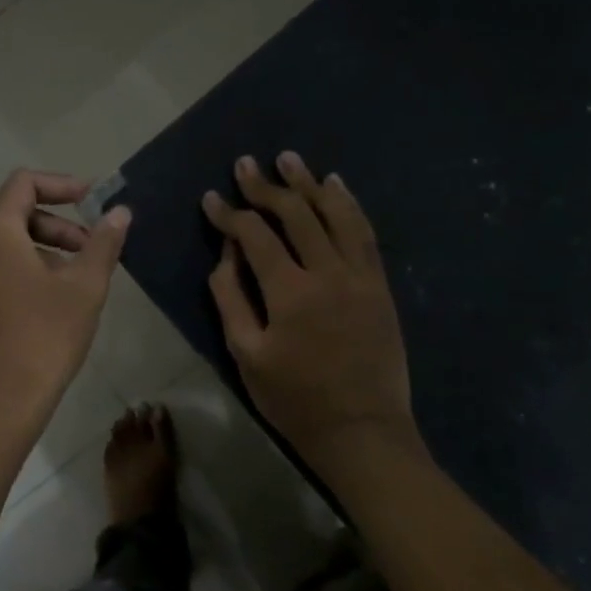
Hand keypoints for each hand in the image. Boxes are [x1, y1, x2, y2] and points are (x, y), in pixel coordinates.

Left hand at [0, 169, 130, 445]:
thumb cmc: (42, 339)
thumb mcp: (84, 288)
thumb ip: (103, 243)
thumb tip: (120, 212)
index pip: (24, 183)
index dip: (62, 185)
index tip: (93, 202)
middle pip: (14, 214)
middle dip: (58, 225)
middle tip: (91, 252)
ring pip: (3, 246)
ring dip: (42, 250)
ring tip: (74, 284)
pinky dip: (21, 271)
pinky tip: (47, 306)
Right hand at [204, 153, 422, 470]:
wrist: (362, 431)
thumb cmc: (295, 399)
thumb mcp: (247, 353)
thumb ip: (231, 297)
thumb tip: (226, 253)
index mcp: (290, 291)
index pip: (255, 235)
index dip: (229, 214)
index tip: (210, 198)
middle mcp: (328, 272)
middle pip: (296, 214)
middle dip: (266, 186)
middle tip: (246, 164)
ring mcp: (360, 276)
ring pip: (335, 214)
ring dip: (310, 183)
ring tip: (291, 160)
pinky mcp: (380, 286)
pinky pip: (365, 234)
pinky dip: (349, 206)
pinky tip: (337, 187)